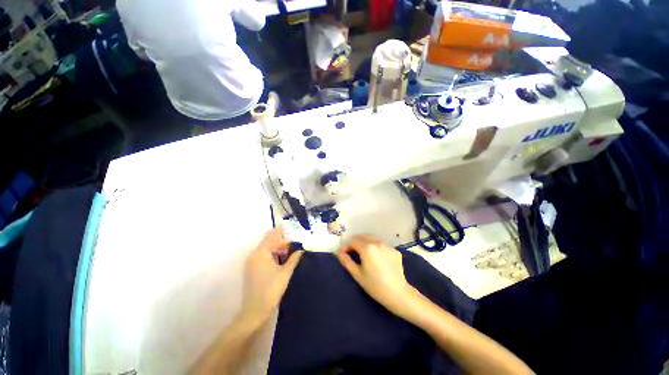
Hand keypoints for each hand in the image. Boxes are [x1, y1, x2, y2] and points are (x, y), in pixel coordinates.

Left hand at [241, 228, 302, 321]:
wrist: (255, 311)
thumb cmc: (271, 289)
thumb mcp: (285, 272)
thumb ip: (294, 259)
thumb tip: (301, 250)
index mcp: (261, 253)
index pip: (271, 236)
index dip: (281, 232)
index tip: (291, 231)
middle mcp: (254, 255)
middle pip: (268, 242)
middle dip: (281, 242)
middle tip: (293, 245)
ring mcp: (251, 263)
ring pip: (265, 250)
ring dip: (277, 249)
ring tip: (289, 253)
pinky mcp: (252, 270)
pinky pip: (262, 257)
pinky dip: (272, 256)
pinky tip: (281, 261)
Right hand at [338, 235, 417, 317]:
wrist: (398, 294)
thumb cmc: (375, 285)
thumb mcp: (357, 274)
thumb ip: (347, 261)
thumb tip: (340, 252)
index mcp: (367, 247)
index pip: (353, 240)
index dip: (348, 246)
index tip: (347, 254)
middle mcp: (377, 242)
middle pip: (363, 236)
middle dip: (357, 242)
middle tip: (355, 254)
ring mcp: (387, 246)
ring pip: (373, 239)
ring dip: (366, 243)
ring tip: (366, 255)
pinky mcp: (395, 250)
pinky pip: (382, 245)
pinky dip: (377, 248)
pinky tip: (378, 259)